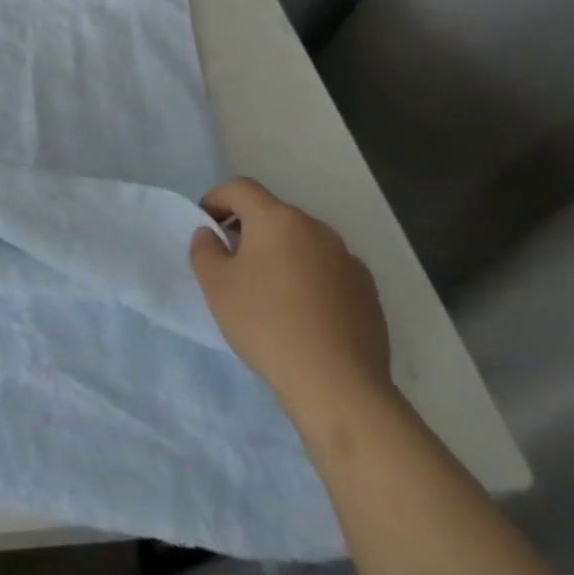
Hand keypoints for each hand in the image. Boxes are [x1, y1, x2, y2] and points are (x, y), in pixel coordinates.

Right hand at [189, 177, 393, 427]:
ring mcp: (348, 259)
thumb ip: (204, 249)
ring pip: (303, 241)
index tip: (207, 226)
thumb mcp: (215, 285)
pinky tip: (304, 312)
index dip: (217, 199)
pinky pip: (328, 269)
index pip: (240, 188)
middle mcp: (316, 229)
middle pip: (273, 213)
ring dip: (281, 252)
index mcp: (277, 219)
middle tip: (233, 260)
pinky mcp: (368, 291)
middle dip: (249, 228)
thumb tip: (212, 234)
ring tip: (269, 290)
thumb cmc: (266, 324)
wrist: (338, 385)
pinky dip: (310, 277)